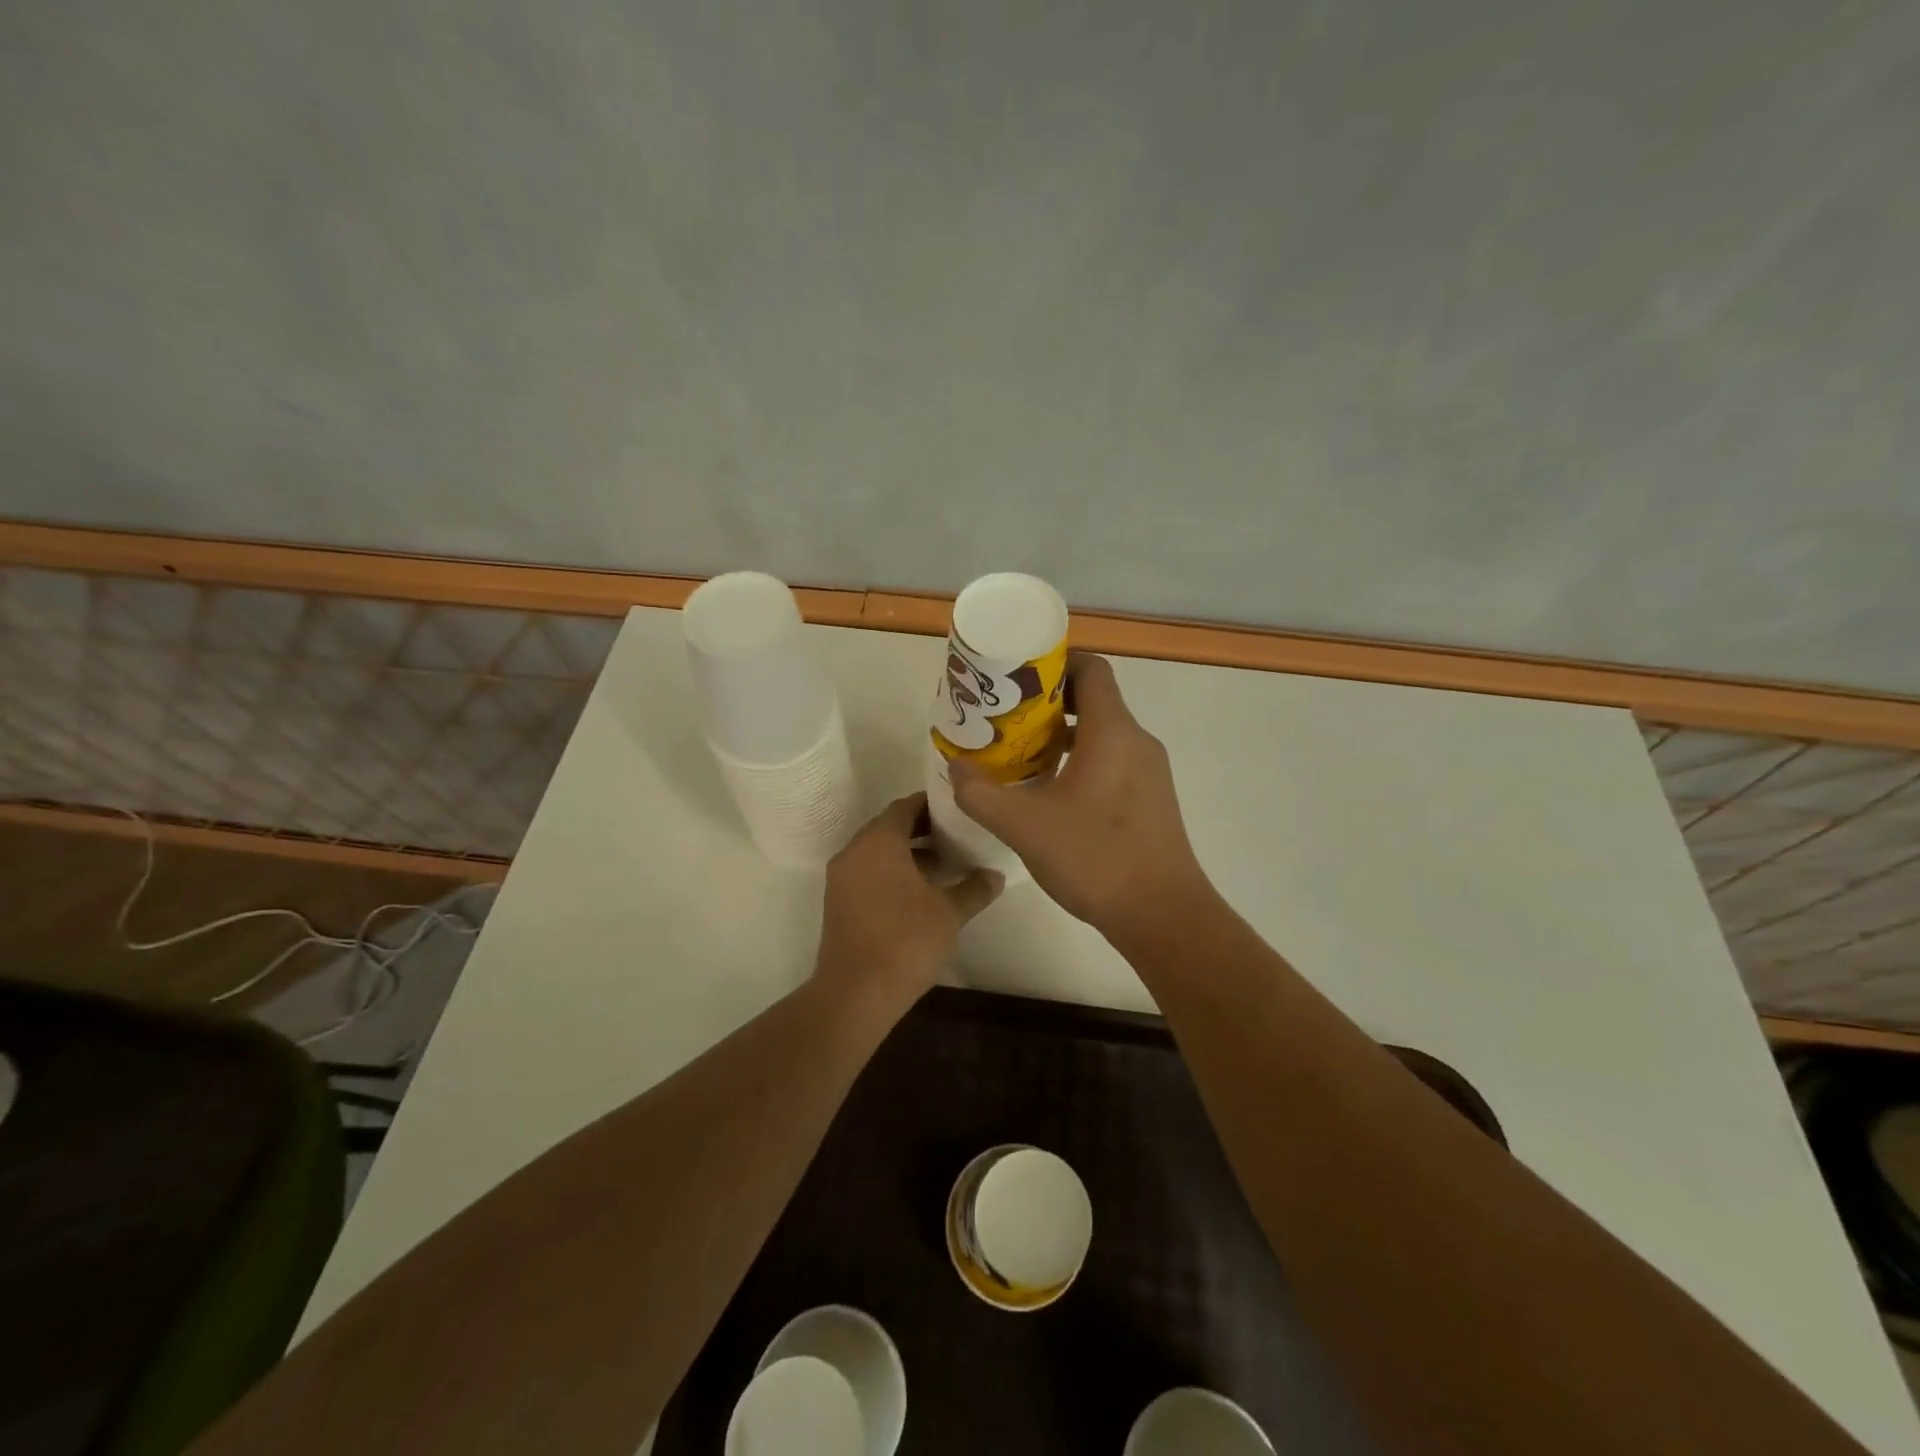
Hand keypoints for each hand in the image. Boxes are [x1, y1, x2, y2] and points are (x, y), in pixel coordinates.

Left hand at [813, 793, 1002, 1017]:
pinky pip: (868, 872)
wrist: (856, 993)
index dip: (932, 804)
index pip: (905, 806)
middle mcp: (855, 851)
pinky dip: (892, 871)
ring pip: (878, 851)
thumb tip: (996, 875)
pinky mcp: (838, 902)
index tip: (958, 808)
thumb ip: (974, 888)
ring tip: (945, 863)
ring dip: (908, 852)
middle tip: (957, 834)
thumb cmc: (906, 941)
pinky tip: (921, 891)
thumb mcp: (949, 913)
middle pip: (889, 827)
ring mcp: (841, 878)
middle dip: (922, 828)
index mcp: (878, 842)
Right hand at [950, 653, 1209, 936]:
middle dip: (1048, 703)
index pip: (1090, 668)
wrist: (1162, 915)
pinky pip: (1112, 761)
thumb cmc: (1095, 857)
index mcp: (1113, 731)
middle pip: (1094, 699)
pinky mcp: (1151, 800)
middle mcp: (1137, 741)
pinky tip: (1051, 792)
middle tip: (1006, 718)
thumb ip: (981, 793)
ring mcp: (1149, 772)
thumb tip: (955, 767)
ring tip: (1021, 753)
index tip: (1016, 678)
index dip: (1053, 663)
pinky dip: (1081, 761)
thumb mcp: (1024, 825)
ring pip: (1102, 734)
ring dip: (1063, 736)